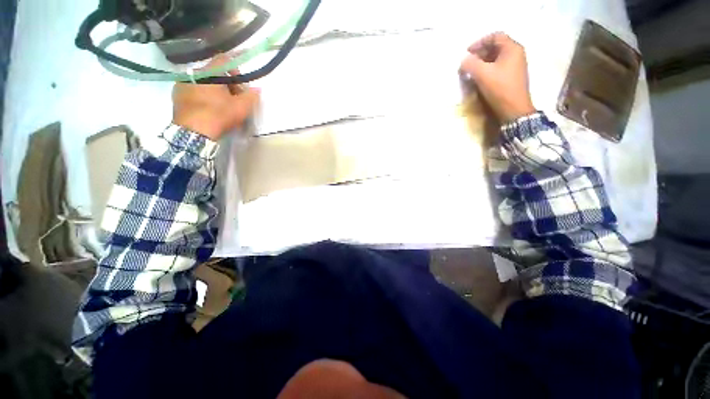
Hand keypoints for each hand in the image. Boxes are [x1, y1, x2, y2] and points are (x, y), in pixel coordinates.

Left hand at [172, 54, 260, 140]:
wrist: (194, 132)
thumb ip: (251, 96)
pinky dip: (201, 95)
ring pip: (202, 81)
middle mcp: (194, 73)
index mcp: (209, 72)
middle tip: (233, 98)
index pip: (224, 60)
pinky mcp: (176, 96)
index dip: (235, 69)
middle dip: (225, 83)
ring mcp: (182, 84)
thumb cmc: (219, 115)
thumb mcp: (241, 108)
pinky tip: (207, 108)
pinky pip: (192, 90)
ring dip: (213, 89)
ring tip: (219, 105)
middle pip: (213, 73)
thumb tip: (257, 89)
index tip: (240, 83)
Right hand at [460, 32, 535, 122]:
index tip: (467, 52)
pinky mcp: (512, 76)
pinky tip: (480, 77)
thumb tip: (463, 60)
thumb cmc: (500, 88)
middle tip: (468, 63)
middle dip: (480, 53)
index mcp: (512, 48)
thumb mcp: (482, 74)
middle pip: (496, 46)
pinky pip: (498, 66)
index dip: (479, 42)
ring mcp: (515, 65)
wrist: (513, 109)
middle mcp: (516, 53)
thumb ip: (470, 64)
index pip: (495, 36)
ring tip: (471, 71)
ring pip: (496, 57)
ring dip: (482, 62)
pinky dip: (488, 69)